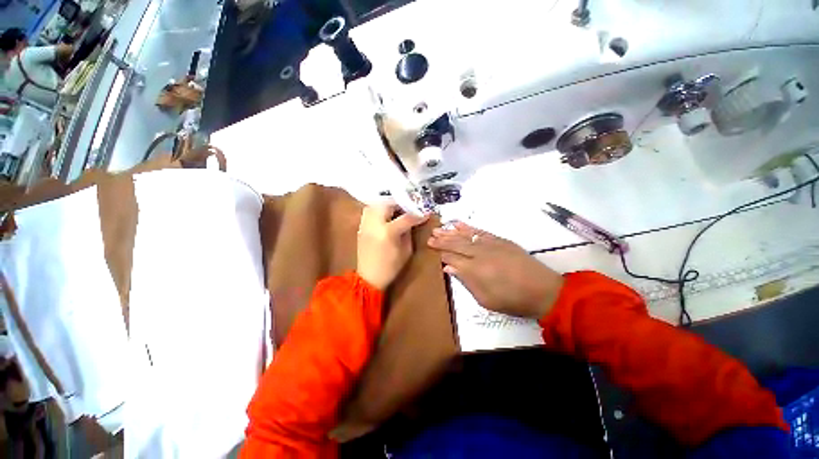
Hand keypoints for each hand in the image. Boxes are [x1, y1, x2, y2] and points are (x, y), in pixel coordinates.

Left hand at [357, 203, 428, 290]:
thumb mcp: (406, 251)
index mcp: (388, 232)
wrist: (368, 278)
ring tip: (396, 211)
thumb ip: (409, 233)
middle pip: (387, 204)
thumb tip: (412, 221)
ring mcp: (365, 225)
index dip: (417, 215)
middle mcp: (374, 224)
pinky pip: (369, 211)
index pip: (406, 218)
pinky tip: (385, 216)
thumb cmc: (390, 267)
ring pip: (375, 205)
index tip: (426, 213)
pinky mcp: (361, 227)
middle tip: (408, 209)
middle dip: (400, 204)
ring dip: (388, 205)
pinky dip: (379, 210)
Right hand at [428, 222, 563, 318]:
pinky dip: (468, 227)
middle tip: (429, 237)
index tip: (430, 249)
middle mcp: (481, 253)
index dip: (440, 253)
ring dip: (451, 232)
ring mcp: (491, 244)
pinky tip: (458, 224)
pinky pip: (481, 231)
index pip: (452, 257)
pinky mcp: (500, 240)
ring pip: (466, 236)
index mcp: (476, 270)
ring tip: (439, 229)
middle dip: (442, 241)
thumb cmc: (513, 300)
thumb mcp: (486, 299)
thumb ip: (466, 281)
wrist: (543, 290)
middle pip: (456, 244)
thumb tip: (448, 267)